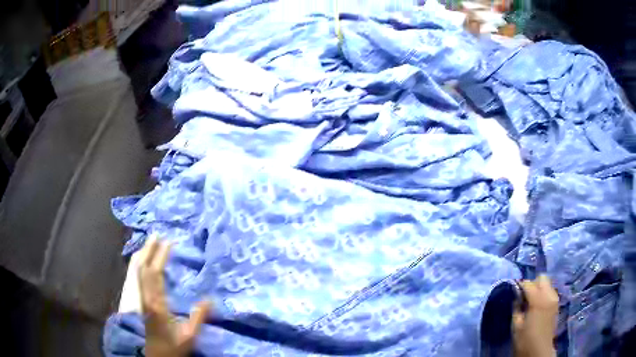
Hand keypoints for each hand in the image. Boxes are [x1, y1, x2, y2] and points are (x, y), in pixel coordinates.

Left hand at [138, 236, 211, 356]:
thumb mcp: (190, 335)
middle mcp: (145, 297)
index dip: (160, 257)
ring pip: (138, 271)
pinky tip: (143, 260)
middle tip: (158, 234)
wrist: (156, 356)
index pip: (156, 274)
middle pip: (143, 268)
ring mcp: (140, 299)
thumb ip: (199, 317)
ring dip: (144, 254)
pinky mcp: (140, 301)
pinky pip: (137, 277)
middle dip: (150, 250)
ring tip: (150, 241)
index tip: (169, 242)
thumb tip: (210, 298)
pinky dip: (140, 264)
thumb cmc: (173, 347)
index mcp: (156, 304)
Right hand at [513, 275, 558, 356]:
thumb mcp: (516, 326)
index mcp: (538, 301)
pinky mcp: (556, 305)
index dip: (520, 286)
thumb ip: (517, 309)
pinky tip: (538, 306)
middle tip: (524, 296)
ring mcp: (555, 299)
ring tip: (531, 302)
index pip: (529, 284)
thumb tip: (516, 298)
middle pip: (542, 278)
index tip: (514, 292)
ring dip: (539, 289)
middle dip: (533, 284)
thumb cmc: (525, 340)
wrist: (539, 352)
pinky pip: (550, 292)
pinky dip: (544, 294)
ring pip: (547, 284)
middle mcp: (549, 296)